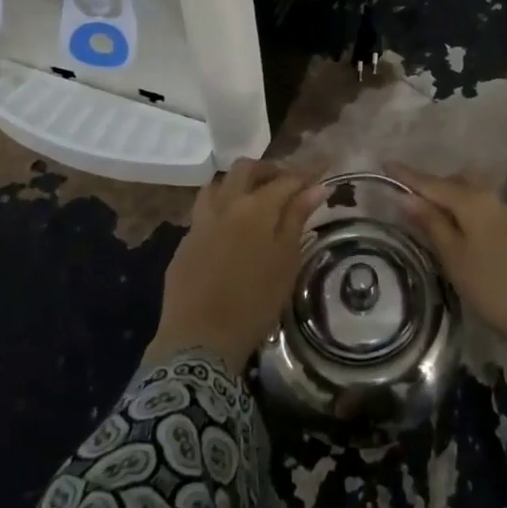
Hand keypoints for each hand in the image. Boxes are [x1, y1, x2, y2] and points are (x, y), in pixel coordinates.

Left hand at [143, 159, 327, 371]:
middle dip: (269, 169)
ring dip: (238, 184)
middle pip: (246, 169)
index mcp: (256, 207)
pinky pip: (203, 210)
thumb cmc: (255, 302)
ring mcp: (201, 220)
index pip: (286, 179)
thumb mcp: (286, 261)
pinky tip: (229, 229)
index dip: (306, 174)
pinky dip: (221, 208)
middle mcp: (226, 204)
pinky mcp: (185, 240)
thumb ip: (298, 218)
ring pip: (219, 184)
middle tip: (285, 184)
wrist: (200, 339)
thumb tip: (317, 187)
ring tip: (253, 201)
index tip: (321, 171)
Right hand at [388, 162, 506, 366]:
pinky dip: (463, 211)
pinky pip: (481, 209)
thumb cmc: (494, 287)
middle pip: (454, 182)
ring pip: (471, 194)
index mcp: (473, 201)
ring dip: (448, 197)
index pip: (432, 182)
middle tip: (405, 195)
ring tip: (427, 212)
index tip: (384, 161)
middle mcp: (491, 199)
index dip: (407, 174)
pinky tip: (455, 228)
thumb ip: (431, 224)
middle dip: (430, 185)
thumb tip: (406, 197)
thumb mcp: (454, 257)